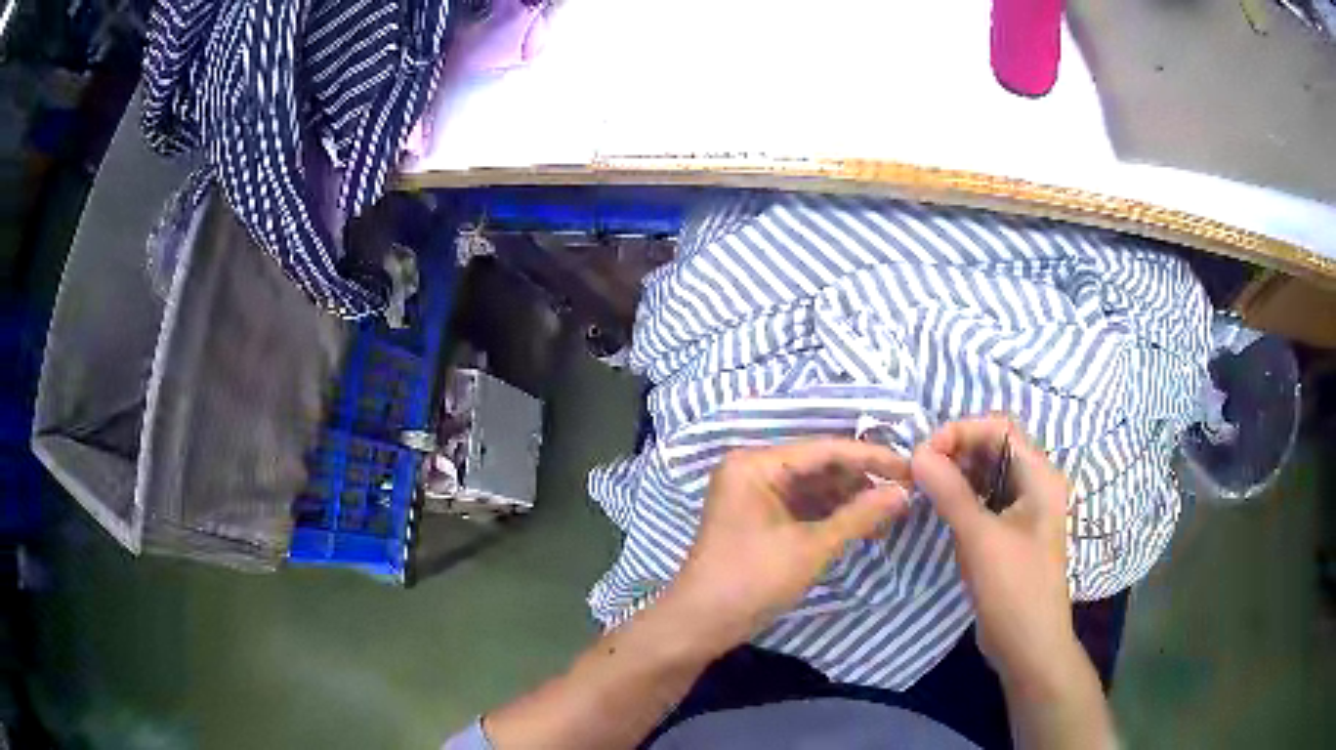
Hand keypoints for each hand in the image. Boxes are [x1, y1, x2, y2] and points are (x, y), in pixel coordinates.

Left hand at [671, 439, 911, 649]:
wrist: (702, 624)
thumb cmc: (753, 580)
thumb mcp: (812, 547)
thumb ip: (860, 516)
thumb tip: (904, 492)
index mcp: (756, 464)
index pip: (825, 450)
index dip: (871, 459)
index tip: (912, 469)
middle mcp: (753, 469)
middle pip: (819, 466)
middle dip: (862, 481)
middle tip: (906, 493)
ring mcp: (754, 494)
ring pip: (813, 487)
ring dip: (850, 499)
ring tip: (892, 511)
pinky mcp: (759, 518)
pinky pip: (802, 506)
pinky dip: (832, 515)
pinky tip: (864, 523)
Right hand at [910, 416, 1078, 686]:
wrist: (1028, 645)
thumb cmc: (1014, 588)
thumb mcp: (980, 538)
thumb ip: (950, 492)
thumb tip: (917, 453)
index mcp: (1039, 476)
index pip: (999, 428)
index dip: (961, 431)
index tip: (924, 453)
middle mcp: (1034, 484)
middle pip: (993, 448)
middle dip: (955, 451)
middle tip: (917, 471)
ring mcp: (1022, 509)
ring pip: (986, 474)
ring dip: (955, 473)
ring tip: (921, 486)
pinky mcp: (1008, 532)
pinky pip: (983, 500)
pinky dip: (960, 497)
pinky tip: (937, 507)